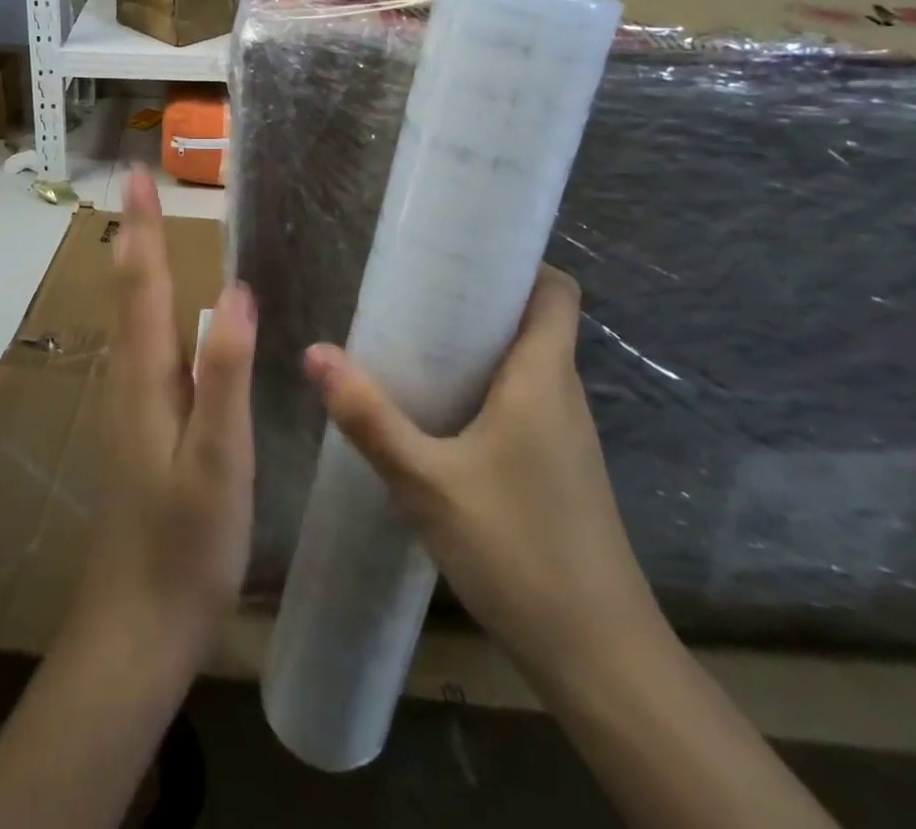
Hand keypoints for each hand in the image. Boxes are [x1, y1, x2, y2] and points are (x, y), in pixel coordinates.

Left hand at [67, 169, 255, 676]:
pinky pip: (148, 347)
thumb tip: (236, 289)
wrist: (140, 626)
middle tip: (142, 187)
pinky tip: (173, 316)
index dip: (142, 226)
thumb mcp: (218, 458)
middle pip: (131, 292)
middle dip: (136, 234)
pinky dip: (155, 308)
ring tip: (152, 230)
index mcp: (147, 378)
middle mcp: (132, 380)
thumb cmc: (185, 543)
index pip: (142, 283)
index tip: (138, 174)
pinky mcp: (145, 429)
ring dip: (141, 266)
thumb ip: (226, 373)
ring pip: (135, 319)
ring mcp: (134, 406)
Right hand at [302, 265, 654, 687]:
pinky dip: (489, 390)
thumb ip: (370, 418)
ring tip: (419, 345)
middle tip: (417, 296)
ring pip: (529, 365)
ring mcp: (568, 436)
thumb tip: (315, 354)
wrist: (600, 659)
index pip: (557, 290)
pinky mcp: (562, 470)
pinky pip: (527, 403)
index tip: (463, 255)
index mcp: (543, 377)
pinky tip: (442, 415)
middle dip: (481, 301)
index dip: (520, 262)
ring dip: (482, 348)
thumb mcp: (427, 482)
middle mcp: (564, 395)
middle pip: (535, 321)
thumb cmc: (518, 550)